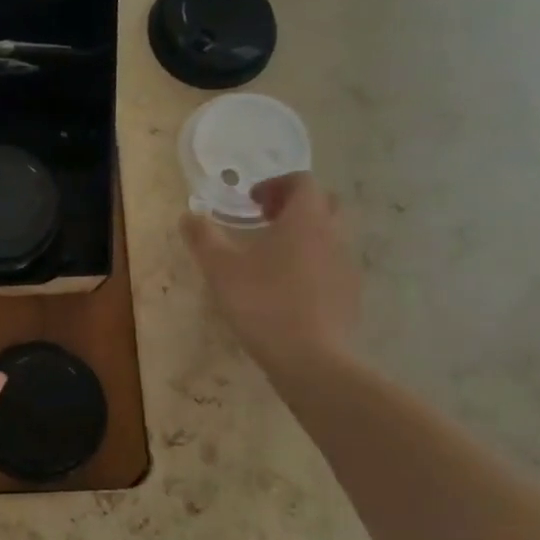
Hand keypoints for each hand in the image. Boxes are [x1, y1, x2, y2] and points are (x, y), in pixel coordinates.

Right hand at [180, 173, 358, 371]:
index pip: (302, 182)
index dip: (276, 184)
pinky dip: (312, 263)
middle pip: (322, 204)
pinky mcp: (349, 293)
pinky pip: (332, 264)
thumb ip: (203, 237)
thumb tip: (189, 216)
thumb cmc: (261, 302)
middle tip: (264, 222)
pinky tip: (287, 288)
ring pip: (329, 235)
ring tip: (272, 257)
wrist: (309, 357)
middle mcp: (333, 235)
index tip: (251, 202)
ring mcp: (346, 265)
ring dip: (304, 235)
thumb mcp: (220, 268)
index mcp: (305, 220)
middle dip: (294, 206)